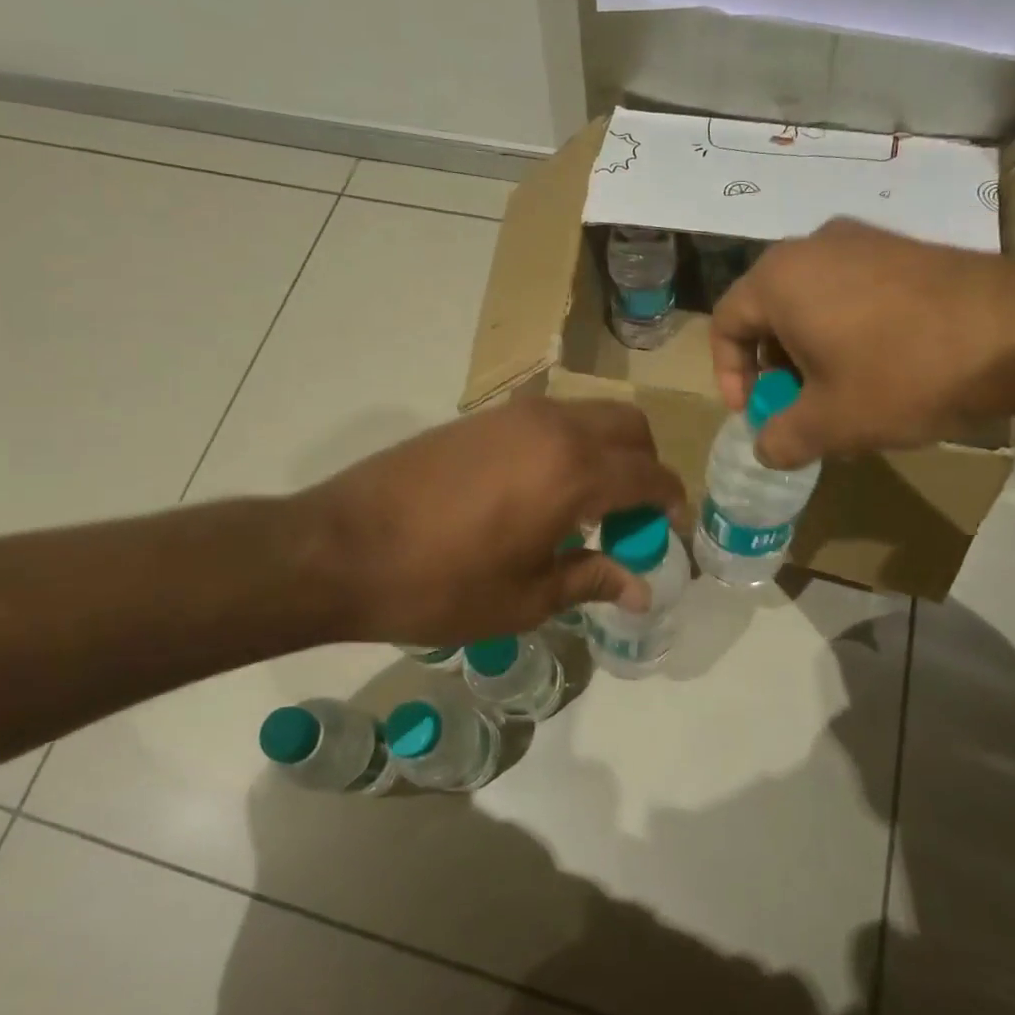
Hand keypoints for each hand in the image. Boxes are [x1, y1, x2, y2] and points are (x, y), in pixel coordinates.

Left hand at [292, 398, 686, 646]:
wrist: (342, 547)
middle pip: (629, 428)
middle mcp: (553, 428)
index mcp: (574, 472)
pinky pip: (550, 419)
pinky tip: (544, 490)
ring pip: (590, 415)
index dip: (673, 504)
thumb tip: (641, 588)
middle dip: (646, 467)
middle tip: (632, 517)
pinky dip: (570, 444)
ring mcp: (513, 415)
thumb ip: (590, 580)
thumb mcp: (524, 598)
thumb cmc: (439, 585)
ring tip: (588, 506)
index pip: (651, 475)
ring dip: (607, 451)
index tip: (672, 532)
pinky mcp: (482, 416)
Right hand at [709, 219, 1014, 467]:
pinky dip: (847, 331)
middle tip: (796, 406)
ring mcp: (865, 241)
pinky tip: (881, 369)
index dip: (729, 376)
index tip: (753, 413)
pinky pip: (853, 291)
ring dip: (811, 351)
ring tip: (840, 394)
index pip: (725, 324)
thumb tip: (766, 449)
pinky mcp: (906, 249)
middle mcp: (813, 246)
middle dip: (774, 366)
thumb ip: (781, 439)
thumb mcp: (830, 423)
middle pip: (769, 311)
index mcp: (779, 278)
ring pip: (812, 301)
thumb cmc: (902, 374)